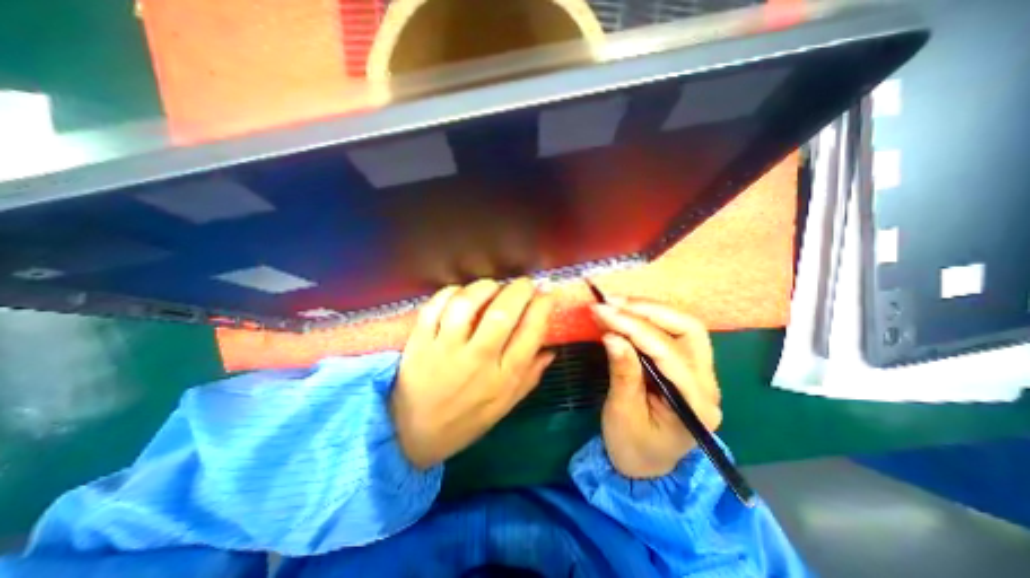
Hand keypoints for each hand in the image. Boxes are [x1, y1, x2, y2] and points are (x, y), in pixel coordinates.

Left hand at [392, 278, 554, 470]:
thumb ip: (530, 376)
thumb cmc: (465, 421)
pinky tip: (460, 294)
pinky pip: (435, 306)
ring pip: (467, 304)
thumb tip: (551, 350)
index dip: (543, 307)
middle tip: (525, 283)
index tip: (547, 295)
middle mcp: (478, 360)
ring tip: (492, 287)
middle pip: (503, 313)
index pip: (531, 333)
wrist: (412, 435)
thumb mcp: (505, 406)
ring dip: (485, 287)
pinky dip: (451, 292)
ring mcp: (446, 348)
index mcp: (503, 377)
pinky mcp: (420, 341)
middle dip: (520, 289)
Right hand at [592, 299, 718, 478]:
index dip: (633, 327)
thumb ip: (622, 373)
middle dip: (648, 310)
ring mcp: (700, 372)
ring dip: (648, 309)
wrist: (646, 465)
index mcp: (695, 404)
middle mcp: (707, 383)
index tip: (602, 311)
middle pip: (688, 330)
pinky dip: (647, 318)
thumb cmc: (633, 446)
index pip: (667, 352)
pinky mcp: (686, 365)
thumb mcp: (622, 413)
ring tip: (616, 303)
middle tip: (612, 302)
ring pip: (683, 326)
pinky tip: (626, 313)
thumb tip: (612, 335)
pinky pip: (672, 332)